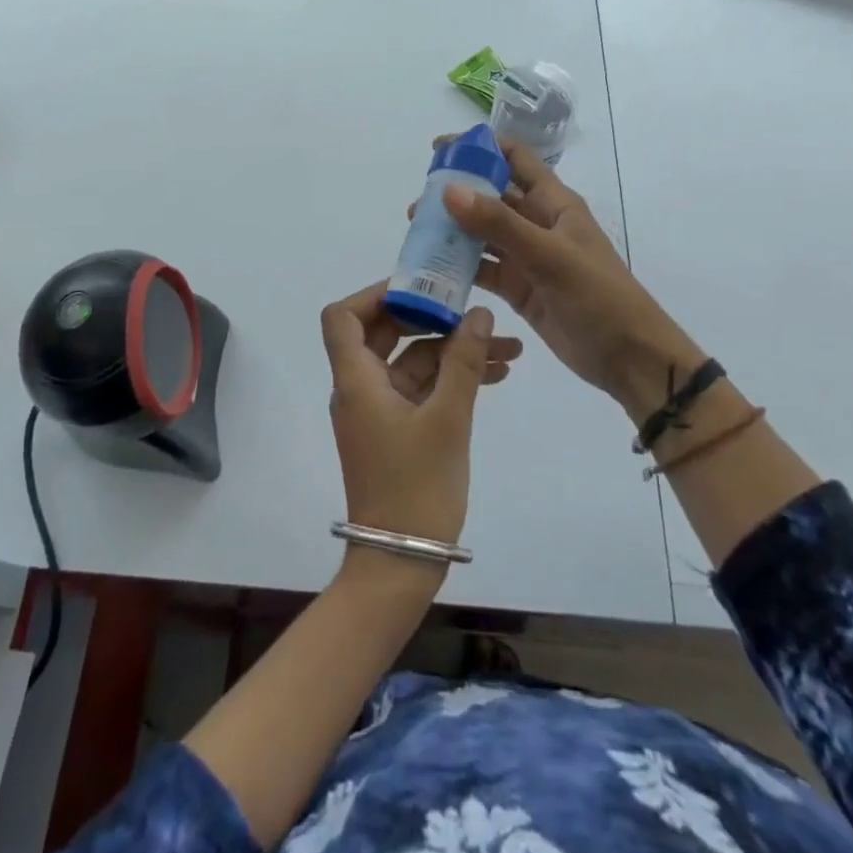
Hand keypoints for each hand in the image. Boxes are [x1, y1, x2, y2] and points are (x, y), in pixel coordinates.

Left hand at [320, 282, 520, 552]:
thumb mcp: (448, 419)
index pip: (344, 317)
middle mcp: (360, 388)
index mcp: (356, 380)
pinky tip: (496, 375)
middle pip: (385, 333)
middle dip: (432, 319)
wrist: (400, 564)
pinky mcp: (397, 430)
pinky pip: (421, 389)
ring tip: (509, 349)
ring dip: (454, 352)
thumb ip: (463, 362)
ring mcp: (379, 410)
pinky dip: (451, 379)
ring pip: (413, 363)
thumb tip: (478, 312)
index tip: (421, 288)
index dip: (376, 295)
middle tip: (473, 311)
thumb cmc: (417, 487)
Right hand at [431, 137, 705, 417]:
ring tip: (417, 232)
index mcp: (553, 203)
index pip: (514, 159)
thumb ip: (500, 224)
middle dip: (455, 193)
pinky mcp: (519, 288)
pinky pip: (483, 269)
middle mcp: (538, 223)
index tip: (439, 150)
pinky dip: (459, 266)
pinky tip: (432, 268)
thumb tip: (449, 190)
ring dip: (452, 230)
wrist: (630, 358)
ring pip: (482, 233)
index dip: (480, 148)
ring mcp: (527, 257)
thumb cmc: (599, 298)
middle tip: (418, 204)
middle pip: (491, 196)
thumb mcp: (550, 257)